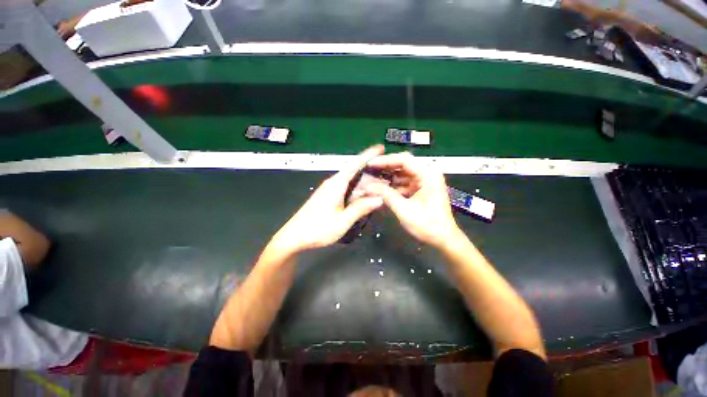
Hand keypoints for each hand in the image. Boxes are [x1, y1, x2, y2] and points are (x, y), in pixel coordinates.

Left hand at [271, 145, 386, 252]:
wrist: (294, 237)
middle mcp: (333, 184)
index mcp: (336, 185)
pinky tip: (366, 198)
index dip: (368, 155)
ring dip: (366, 184)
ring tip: (382, 188)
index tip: (380, 148)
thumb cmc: (317, 229)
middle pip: (355, 174)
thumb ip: (360, 208)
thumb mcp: (342, 221)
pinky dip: (358, 192)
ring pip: (352, 183)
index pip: (354, 165)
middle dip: (372, 174)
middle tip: (390, 177)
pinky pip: (347, 190)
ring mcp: (330, 190)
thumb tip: (379, 198)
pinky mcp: (329, 198)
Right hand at [364, 152, 461, 248]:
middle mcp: (427, 174)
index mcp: (428, 175)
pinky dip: (392, 185)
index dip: (385, 161)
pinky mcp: (420, 189)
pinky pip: (403, 182)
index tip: (369, 164)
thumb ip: (386, 195)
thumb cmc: (428, 225)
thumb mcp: (404, 210)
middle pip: (402, 165)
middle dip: (385, 168)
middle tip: (368, 171)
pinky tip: (380, 188)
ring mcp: (424, 181)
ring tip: (371, 179)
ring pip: (401, 173)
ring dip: (387, 177)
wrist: (443, 239)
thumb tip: (367, 186)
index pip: (404, 160)